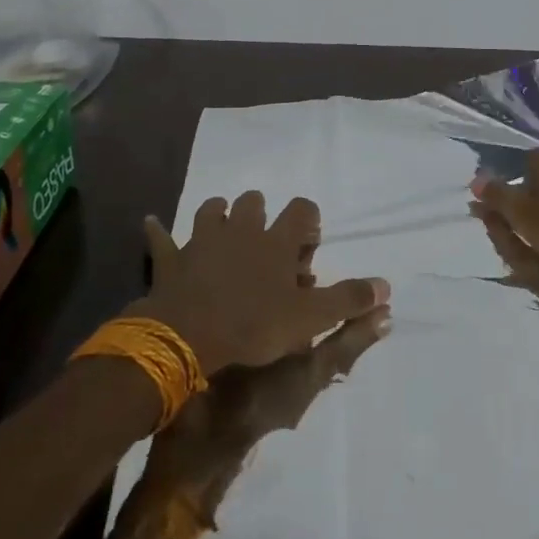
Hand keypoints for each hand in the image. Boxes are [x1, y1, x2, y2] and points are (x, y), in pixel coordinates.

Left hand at [132, 192, 390, 376]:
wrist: (189, 335)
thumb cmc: (254, 324)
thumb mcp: (310, 318)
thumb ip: (348, 300)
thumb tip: (386, 286)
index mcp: (275, 241)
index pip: (300, 210)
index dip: (307, 217)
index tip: (310, 234)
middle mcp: (241, 230)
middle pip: (253, 203)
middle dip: (261, 211)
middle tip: (266, 235)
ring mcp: (203, 240)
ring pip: (212, 210)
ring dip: (219, 214)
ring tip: (224, 225)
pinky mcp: (172, 258)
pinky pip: (161, 238)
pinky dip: (158, 232)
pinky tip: (151, 224)